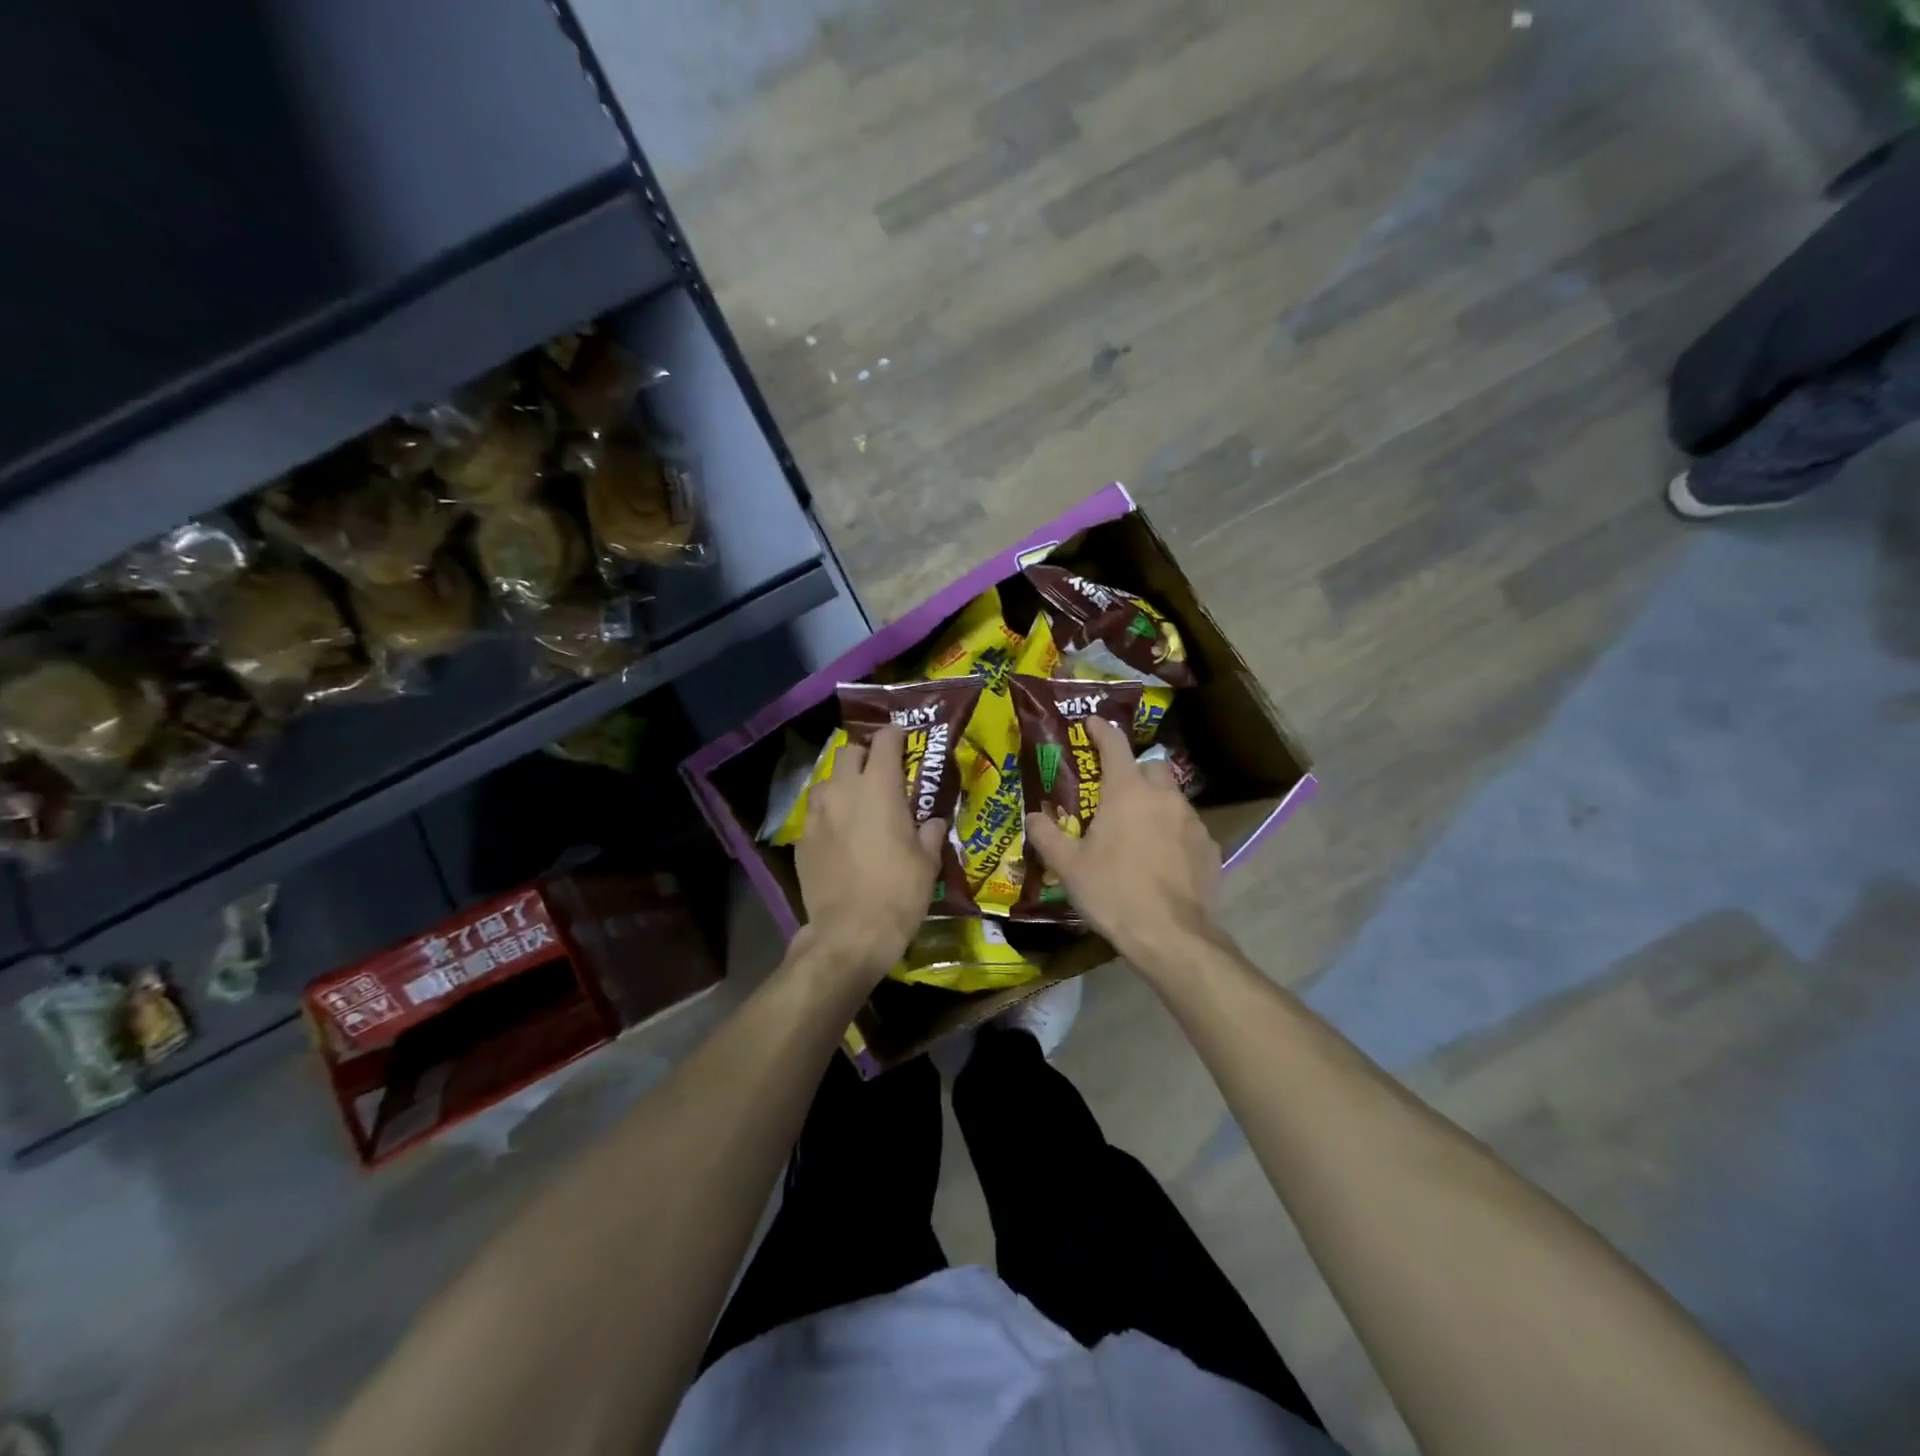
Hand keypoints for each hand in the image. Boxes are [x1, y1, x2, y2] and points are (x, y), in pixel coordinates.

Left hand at [795, 725, 945, 982]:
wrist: (850, 933)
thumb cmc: (898, 893)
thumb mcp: (927, 862)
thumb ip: (930, 833)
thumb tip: (933, 822)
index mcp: (879, 788)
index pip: (885, 741)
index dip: (896, 736)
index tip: (904, 740)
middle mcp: (843, 791)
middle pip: (849, 752)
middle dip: (865, 756)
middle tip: (880, 774)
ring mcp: (817, 814)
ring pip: (826, 782)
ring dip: (842, 784)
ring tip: (855, 804)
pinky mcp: (801, 839)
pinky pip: (815, 813)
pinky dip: (828, 815)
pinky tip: (839, 836)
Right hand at [1024, 717, 1223, 972]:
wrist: (1172, 937)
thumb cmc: (1114, 893)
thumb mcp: (1069, 867)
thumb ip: (1047, 836)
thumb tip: (1032, 817)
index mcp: (1127, 792)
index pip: (1115, 744)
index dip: (1101, 730)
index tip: (1091, 723)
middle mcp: (1164, 797)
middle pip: (1151, 766)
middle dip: (1134, 771)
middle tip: (1115, 794)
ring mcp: (1193, 821)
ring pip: (1172, 798)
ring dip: (1155, 804)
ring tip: (1138, 832)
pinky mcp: (1211, 848)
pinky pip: (1188, 828)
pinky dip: (1173, 833)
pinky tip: (1162, 860)